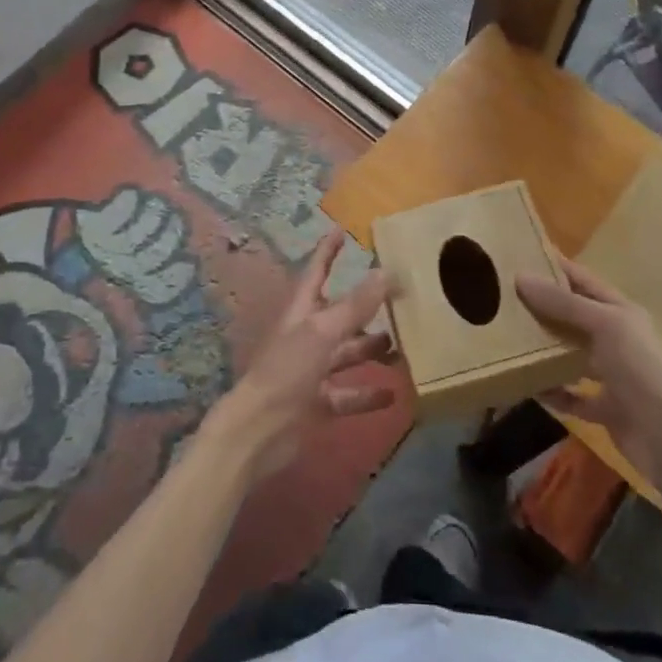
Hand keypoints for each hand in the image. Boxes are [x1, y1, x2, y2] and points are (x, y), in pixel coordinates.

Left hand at [203, 229, 396, 482]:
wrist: (258, 431)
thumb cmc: (287, 370)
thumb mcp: (323, 332)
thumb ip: (356, 305)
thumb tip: (385, 271)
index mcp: (302, 311)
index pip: (317, 271)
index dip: (328, 251)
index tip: (341, 230)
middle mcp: (308, 336)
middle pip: (340, 315)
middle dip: (365, 308)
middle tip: (398, 300)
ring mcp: (312, 371)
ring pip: (348, 354)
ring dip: (372, 350)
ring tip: (403, 349)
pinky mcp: (318, 403)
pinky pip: (348, 395)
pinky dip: (368, 394)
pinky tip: (393, 395)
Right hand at [517, 258, 661, 472]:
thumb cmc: (641, 370)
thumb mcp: (604, 325)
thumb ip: (564, 303)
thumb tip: (521, 277)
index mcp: (620, 312)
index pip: (582, 280)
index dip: (554, 267)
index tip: (518, 256)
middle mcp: (616, 339)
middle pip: (573, 317)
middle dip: (542, 308)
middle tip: (503, 299)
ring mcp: (611, 375)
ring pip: (570, 355)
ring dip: (545, 350)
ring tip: (509, 340)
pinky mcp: (605, 409)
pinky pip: (571, 396)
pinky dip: (552, 391)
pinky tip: (529, 387)